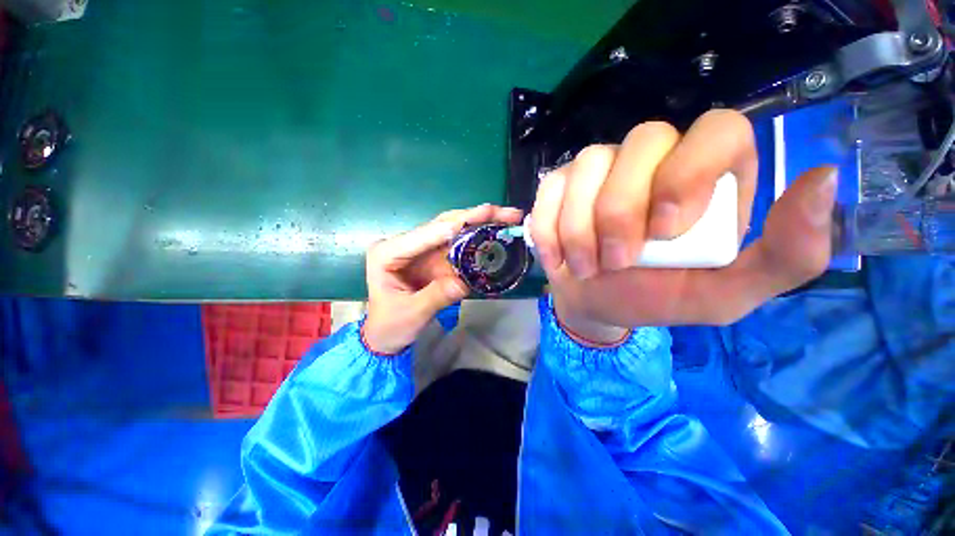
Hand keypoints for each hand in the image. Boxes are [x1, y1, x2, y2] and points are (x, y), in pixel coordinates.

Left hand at [363, 204, 523, 353]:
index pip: (423, 235)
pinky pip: (458, 244)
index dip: (453, 226)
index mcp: (388, 253)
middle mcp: (404, 244)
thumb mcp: (413, 313)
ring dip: (480, 223)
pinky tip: (494, 232)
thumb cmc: (390, 325)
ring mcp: (421, 249)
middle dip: (474, 217)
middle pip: (442, 224)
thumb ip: (438, 296)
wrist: (386, 334)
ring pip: (453, 229)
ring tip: (507, 217)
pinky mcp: (433, 257)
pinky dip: (477, 238)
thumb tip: (465, 282)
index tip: (481, 216)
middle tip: (506, 212)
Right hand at [529, 110, 836, 342]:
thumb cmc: (658, 296)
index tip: (666, 230)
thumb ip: (786, 256)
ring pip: (587, 166)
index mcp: (710, 175)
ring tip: (586, 268)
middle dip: (621, 210)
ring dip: (580, 227)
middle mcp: (656, 158)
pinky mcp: (560, 185)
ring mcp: (601, 168)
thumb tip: (824, 179)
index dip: (688, 172)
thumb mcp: (727, 293)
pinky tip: (558, 259)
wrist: (598, 302)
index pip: (718, 130)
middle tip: (616, 262)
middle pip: (641, 142)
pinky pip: (550, 190)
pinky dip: (550, 230)